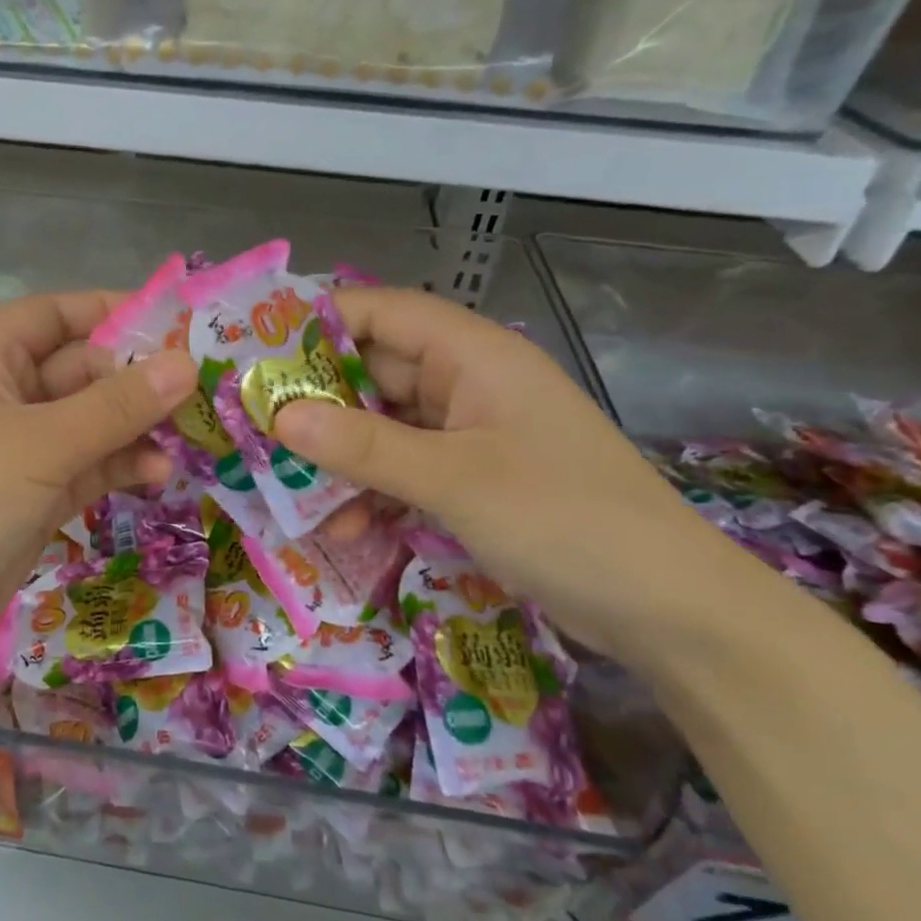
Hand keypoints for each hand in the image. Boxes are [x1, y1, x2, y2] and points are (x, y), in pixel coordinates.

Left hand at [0, 291, 196, 670]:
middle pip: (81, 370)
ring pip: (92, 422)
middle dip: (135, 378)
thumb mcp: (44, 443)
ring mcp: (23, 449)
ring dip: (137, 426)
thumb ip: (118, 405)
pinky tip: (159, 474)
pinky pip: (90, 466)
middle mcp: (5, 397)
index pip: (52, 316)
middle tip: (198, 386)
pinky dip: (122, 466)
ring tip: (188, 435)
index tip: (169, 319)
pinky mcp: (38, 495)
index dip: (106, 310)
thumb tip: (186, 364)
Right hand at [275, 288, 730, 662]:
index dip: (317, 323)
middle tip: (253, 424)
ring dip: (340, 456)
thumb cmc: (564, 519)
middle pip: (375, 372)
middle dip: (316, 400)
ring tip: (284, 485)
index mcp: (473, 355)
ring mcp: (471, 434)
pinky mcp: (473, 480)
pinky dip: (374, 492)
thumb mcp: (454, 480)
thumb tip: (279, 416)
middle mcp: (468, 383)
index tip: (256, 351)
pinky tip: (344, 527)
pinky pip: (406, 470)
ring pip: (384, 427)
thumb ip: (363, 447)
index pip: (381, 312)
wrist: (667, 608)